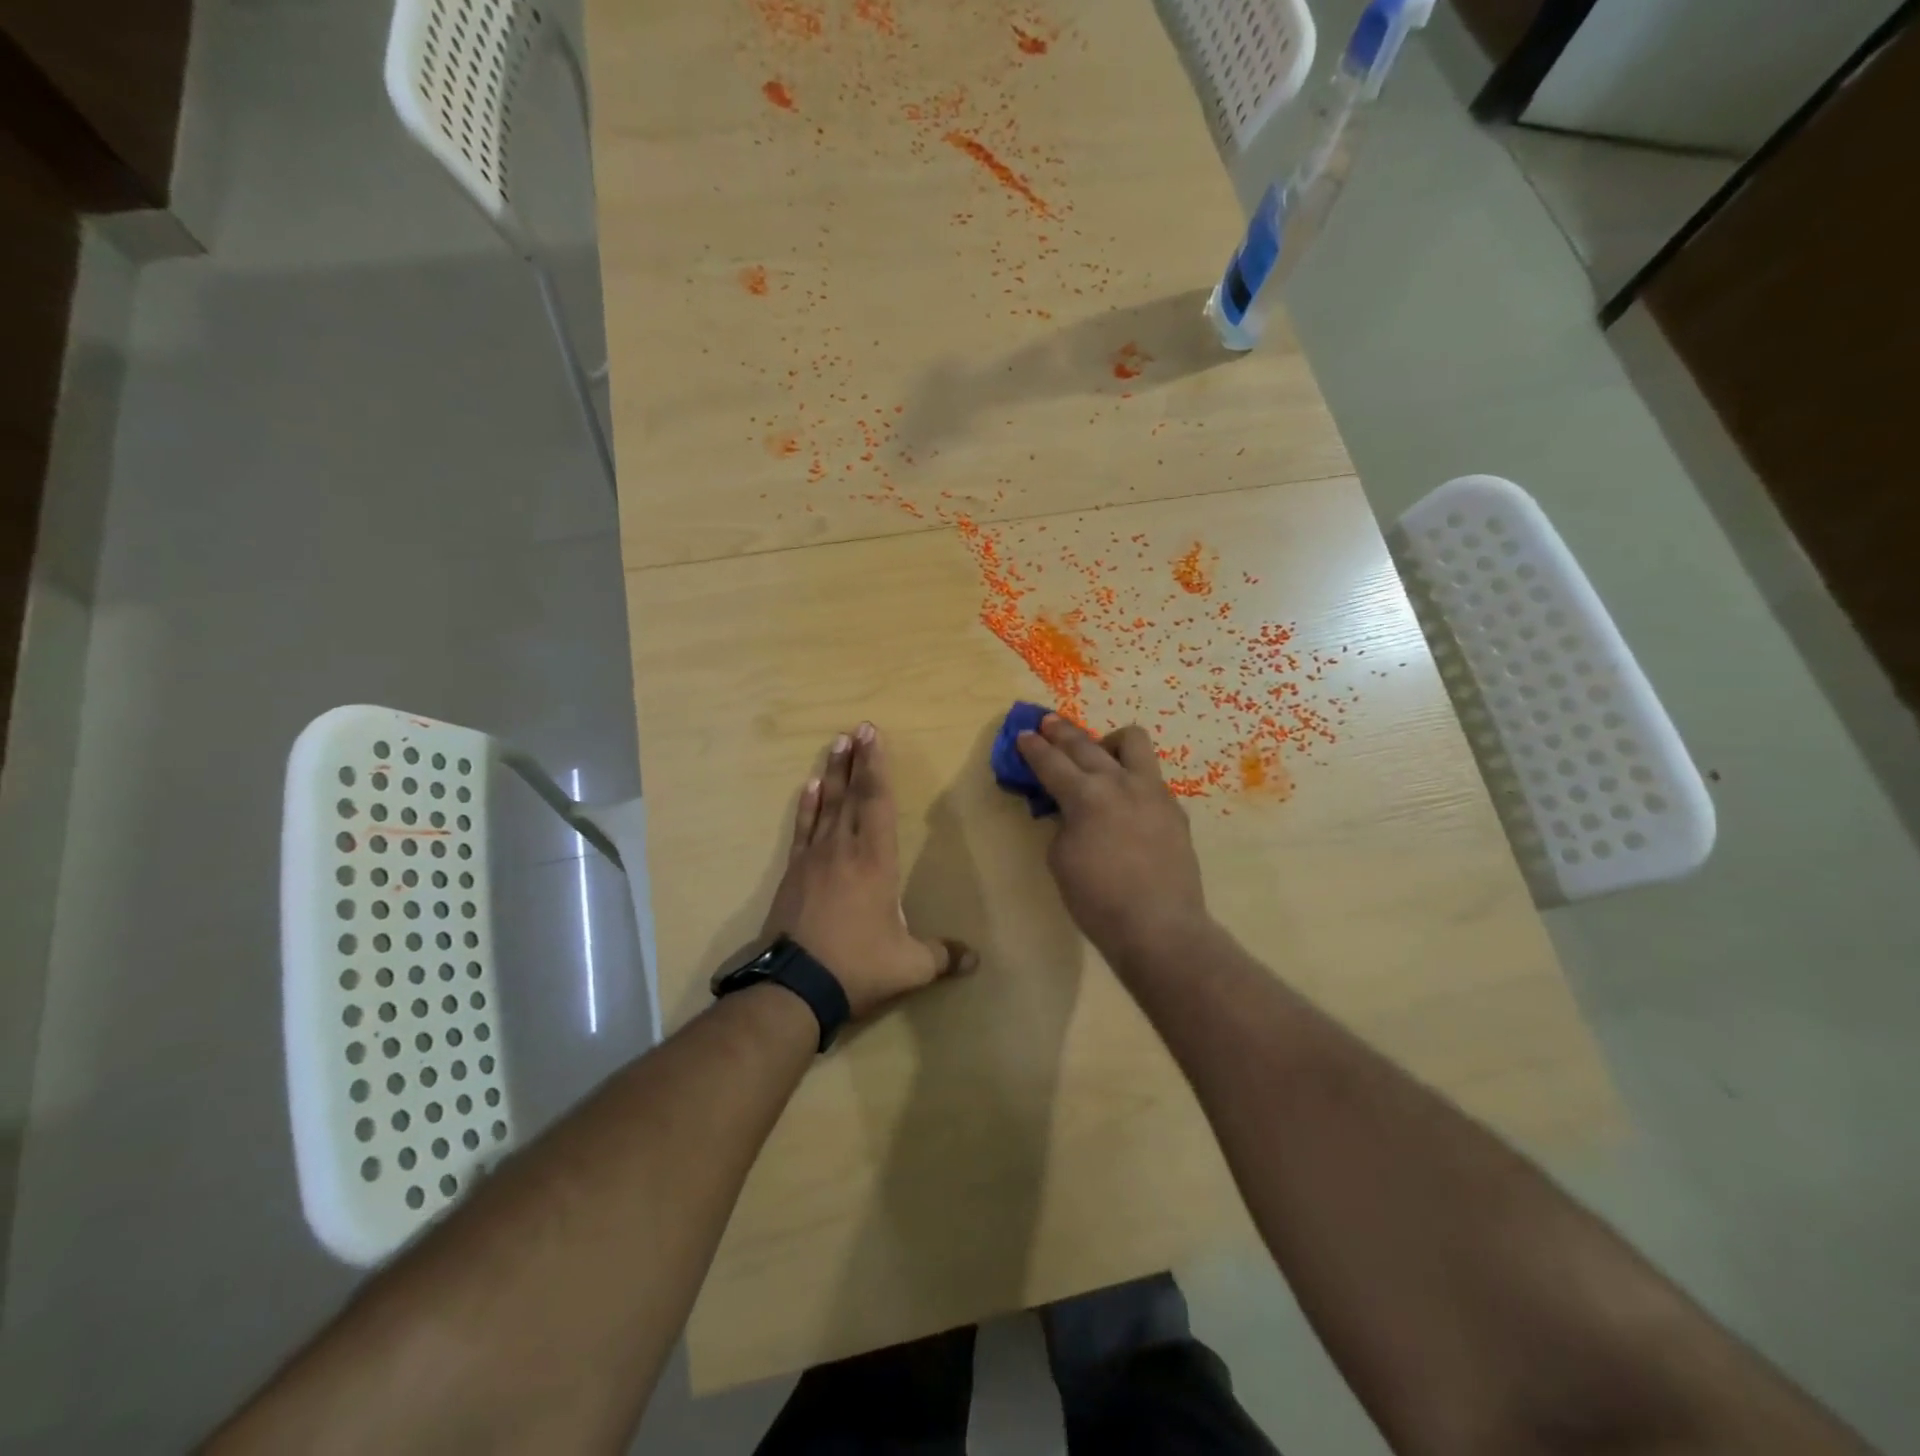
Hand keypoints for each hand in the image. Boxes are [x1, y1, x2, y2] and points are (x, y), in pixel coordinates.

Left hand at [762, 723, 974, 1018]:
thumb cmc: (857, 966)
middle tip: (857, 728)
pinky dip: (807, 806)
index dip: (876, 767)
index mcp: (875, 860)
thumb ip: (943, 956)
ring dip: (833, 773)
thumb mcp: (909, 966)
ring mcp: (814, 858)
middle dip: (856, 760)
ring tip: (836, 745)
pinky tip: (810, 787)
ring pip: (826, 805)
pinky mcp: (794, 873)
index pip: (877, 802)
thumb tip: (976, 960)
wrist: (794, 986)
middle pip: (851, 794)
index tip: (873, 735)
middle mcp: (844, 849)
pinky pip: (802, 829)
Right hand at [1016, 715, 1209, 966]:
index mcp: (1086, 796)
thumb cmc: (1098, 900)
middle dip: (1062, 732)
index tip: (1023, 734)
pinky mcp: (1174, 808)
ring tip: (1097, 754)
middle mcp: (1120, 783)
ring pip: (1132, 742)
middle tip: (1047, 723)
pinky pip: (1149, 776)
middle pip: (1086, 744)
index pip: (1052, 762)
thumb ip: (1062, 822)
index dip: (1033, 748)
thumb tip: (1069, 809)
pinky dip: (1130, 776)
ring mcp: (1152, 791)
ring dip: (1107, 742)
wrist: (1159, 927)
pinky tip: (1123, 795)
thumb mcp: (1061, 859)